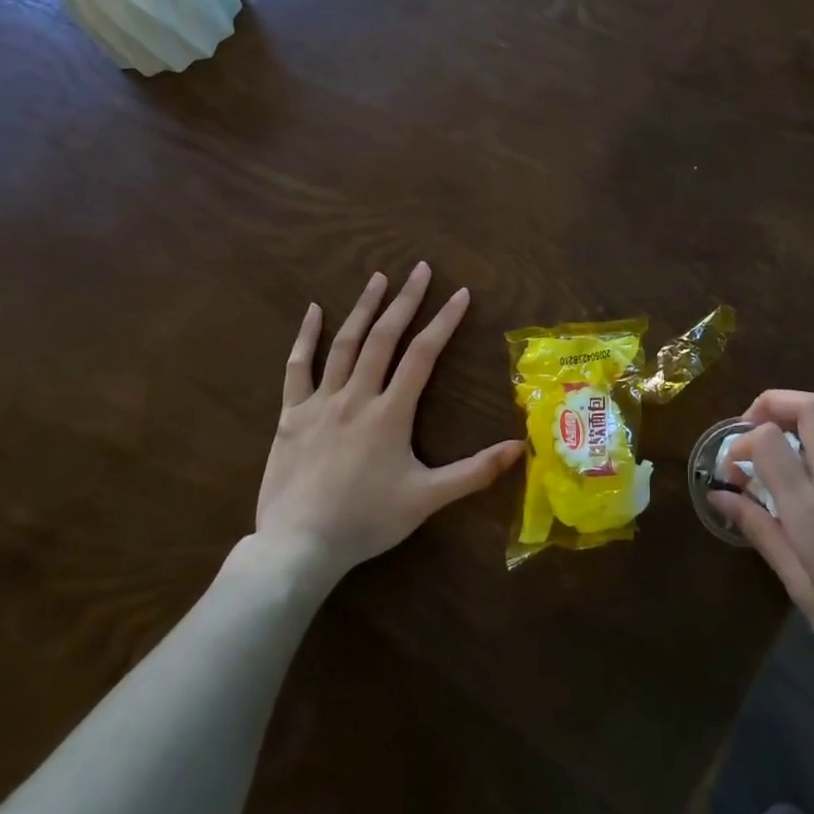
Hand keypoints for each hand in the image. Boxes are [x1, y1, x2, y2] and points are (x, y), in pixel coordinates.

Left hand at [250, 263, 522, 585]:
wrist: (300, 545)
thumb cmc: (367, 521)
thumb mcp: (427, 499)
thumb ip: (475, 472)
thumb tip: (521, 448)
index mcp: (390, 412)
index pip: (423, 355)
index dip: (444, 321)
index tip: (460, 294)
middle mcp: (357, 396)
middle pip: (384, 337)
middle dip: (405, 300)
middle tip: (420, 268)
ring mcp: (321, 402)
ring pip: (344, 343)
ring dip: (364, 308)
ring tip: (378, 278)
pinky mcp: (292, 415)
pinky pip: (298, 367)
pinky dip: (306, 337)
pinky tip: (315, 310)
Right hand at [710, 390, 813, 725]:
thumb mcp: (802, 590)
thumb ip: (762, 532)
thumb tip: (719, 495)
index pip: (771, 439)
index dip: (741, 442)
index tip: (732, 471)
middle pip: (810, 406)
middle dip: (771, 404)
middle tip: (750, 433)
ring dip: (800, 414)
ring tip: (778, 444)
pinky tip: (810, 471)